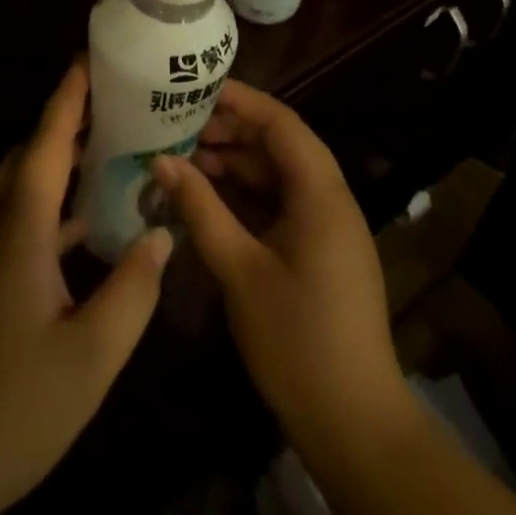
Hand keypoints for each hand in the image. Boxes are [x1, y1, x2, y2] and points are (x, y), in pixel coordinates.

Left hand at [0, 59, 172, 514]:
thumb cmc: (12, 405)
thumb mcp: (91, 354)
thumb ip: (132, 290)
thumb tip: (163, 234)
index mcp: (20, 230)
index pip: (46, 145)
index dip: (67, 99)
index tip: (88, 59)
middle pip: (27, 157)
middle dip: (64, 123)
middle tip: (110, 105)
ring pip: (21, 191)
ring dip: (58, 165)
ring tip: (107, 152)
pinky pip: (20, 224)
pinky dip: (52, 209)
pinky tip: (85, 229)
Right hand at [152, 80, 406, 450]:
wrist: (355, 424)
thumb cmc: (297, 340)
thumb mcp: (240, 270)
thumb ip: (201, 209)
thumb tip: (161, 161)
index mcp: (320, 193)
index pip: (280, 123)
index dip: (240, 100)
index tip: (195, 90)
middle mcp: (329, 199)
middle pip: (279, 145)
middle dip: (231, 132)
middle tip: (178, 128)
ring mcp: (327, 227)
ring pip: (278, 175)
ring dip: (236, 164)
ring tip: (184, 159)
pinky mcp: (319, 251)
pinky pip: (280, 204)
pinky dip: (246, 196)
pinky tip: (208, 199)